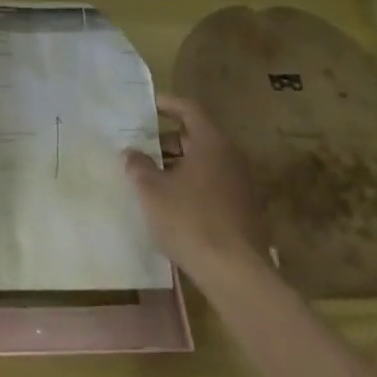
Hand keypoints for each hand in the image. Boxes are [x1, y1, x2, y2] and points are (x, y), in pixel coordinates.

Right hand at [124, 93, 268, 283]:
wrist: (235, 272)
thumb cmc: (190, 220)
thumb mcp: (152, 190)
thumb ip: (139, 166)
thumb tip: (131, 153)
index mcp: (212, 143)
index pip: (190, 109)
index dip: (168, 104)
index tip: (149, 105)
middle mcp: (232, 157)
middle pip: (199, 135)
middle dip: (170, 137)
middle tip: (144, 141)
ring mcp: (242, 184)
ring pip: (207, 161)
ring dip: (181, 162)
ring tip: (153, 172)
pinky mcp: (245, 209)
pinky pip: (215, 183)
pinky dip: (194, 182)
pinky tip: (174, 200)